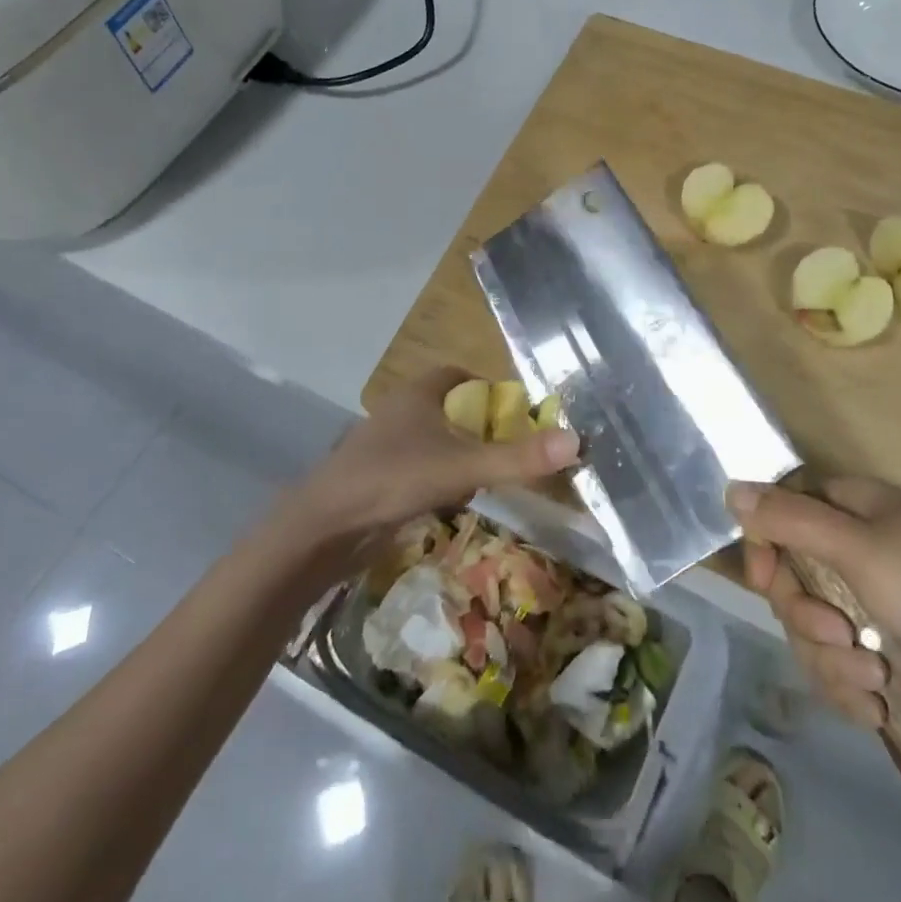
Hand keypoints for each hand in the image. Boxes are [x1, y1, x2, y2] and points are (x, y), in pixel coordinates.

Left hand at [292, 367, 580, 542]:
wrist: (324, 527)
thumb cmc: (393, 478)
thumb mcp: (463, 466)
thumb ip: (518, 457)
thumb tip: (576, 441)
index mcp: (418, 394)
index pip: (458, 374)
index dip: (487, 387)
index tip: (514, 411)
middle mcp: (400, 412)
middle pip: (448, 408)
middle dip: (478, 425)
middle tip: (511, 446)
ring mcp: (386, 446)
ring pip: (432, 441)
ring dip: (459, 453)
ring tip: (491, 474)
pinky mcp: (377, 478)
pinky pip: (418, 468)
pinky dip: (439, 478)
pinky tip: (454, 501)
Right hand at [730, 476, 900, 741]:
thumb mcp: (858, 546)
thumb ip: (789, 520)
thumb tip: (730, 489)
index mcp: (849, 512)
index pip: (780, 515)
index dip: (764, 546)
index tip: (764, 578)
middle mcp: (851, 554)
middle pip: (788, 581)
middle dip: (806, 617)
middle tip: (838, 633)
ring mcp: (866, 608)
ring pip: (808, 633)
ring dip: (832, 660)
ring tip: (875, 677)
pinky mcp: (879, 657)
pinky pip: (834, 670)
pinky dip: (850, 689)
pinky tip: (878, 706)